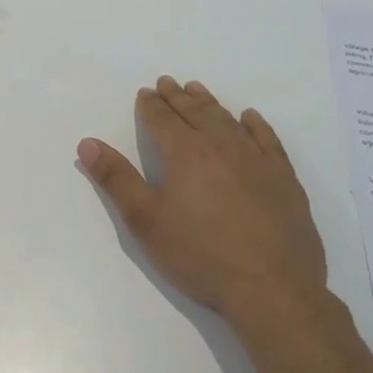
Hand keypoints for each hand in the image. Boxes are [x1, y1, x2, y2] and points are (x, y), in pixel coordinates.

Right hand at [78, 77, 334, 340]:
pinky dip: (255, 125)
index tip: (144, 93)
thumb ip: (116, 179)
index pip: (162, 119)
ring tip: (198, 90)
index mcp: (186, 153)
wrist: (272, 289)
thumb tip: (87, 143)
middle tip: (167, 83)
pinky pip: (268, 140)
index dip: (150, 105)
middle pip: (195, 112)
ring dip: (210, 103)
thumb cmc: (200, 255)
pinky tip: (249, 118)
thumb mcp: (146, 221)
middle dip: (178, 97)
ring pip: (229, 121)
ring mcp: (258, 161)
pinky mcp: (285, 180)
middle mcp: (222, 146)